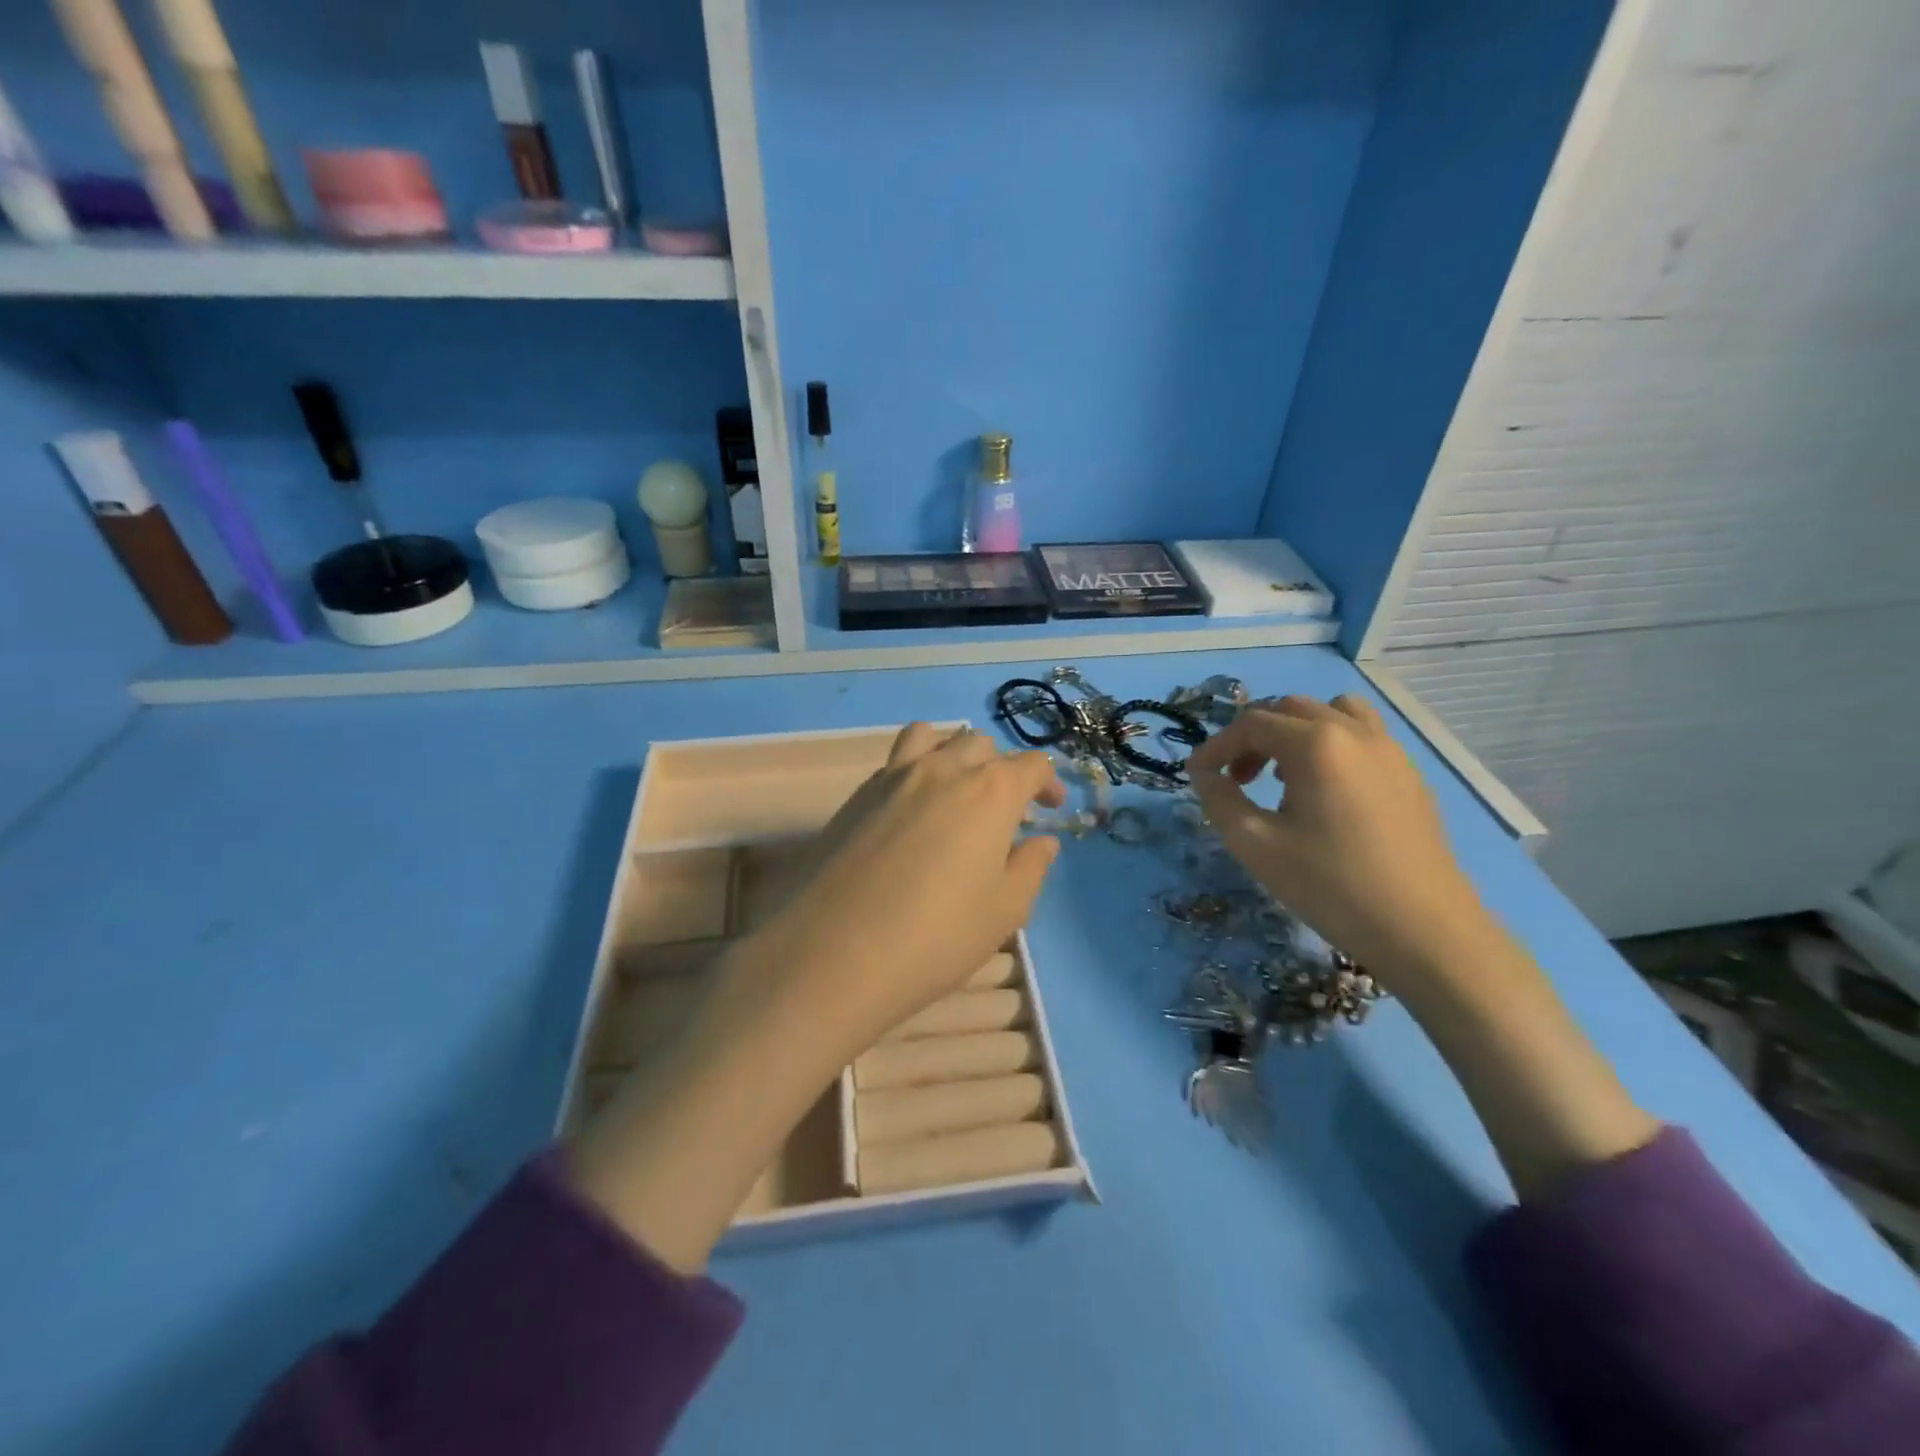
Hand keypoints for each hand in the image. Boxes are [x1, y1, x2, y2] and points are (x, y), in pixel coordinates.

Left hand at [745, 723, 1065, 1054]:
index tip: (1051, 809)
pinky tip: (913, 813)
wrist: (834, 954)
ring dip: (954, 755)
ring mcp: (894, 775)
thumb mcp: (1004, 911)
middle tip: (1004, 813)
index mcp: (989, 791)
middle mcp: (943, 768)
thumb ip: (1030, 867)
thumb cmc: (936, 936)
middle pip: (981, 745)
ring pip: (933, 738)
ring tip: (956, 792)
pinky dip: (916, 769)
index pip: (1031, 765)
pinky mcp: (857, 794)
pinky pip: (896, 761)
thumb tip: (1041, 841)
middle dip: (1001, 770)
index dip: (1048, 784)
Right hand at [1187, 694, 1488, 990]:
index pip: (1251, 724)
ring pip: (1332, 713)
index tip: (1197, 776)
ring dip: (1296, 732)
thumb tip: (1204, 775)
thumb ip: (1219, 800)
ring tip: (1283, 774)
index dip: (1216, 747)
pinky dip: (1330, 745)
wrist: (1424, 931)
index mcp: (1316, 743)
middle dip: (1252, 737)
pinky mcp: (1409, 774)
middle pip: (1289, 710)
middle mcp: (1354, 732)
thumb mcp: (1256, 845)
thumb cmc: (1331, 886)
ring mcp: (1389, 750)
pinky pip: (1362, 736)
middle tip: (1236, 779)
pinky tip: (1325, 792)